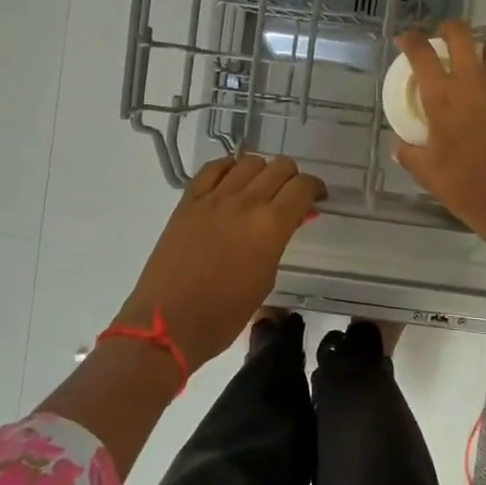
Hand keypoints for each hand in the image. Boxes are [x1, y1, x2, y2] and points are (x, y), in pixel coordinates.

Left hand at [116, 153, 325, 367]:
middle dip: (292, 177)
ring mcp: (214, 197)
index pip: (302, 187)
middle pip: (279, 166)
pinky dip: (229, 169)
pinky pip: (213, 168)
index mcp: (271, 225)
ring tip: (260, 189)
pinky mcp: (189, 201)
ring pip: (249, 162)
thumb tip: (288, 221)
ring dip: (262, 170)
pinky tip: (232, 182)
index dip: (315, 188)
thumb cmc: (225, 314)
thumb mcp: (265, 279)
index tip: (317, 198)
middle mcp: (246, 202)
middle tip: (291, 195)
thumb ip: (278, 242)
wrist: (168, 322)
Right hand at [392, 20, 485, 247]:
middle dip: (450, 30)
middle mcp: (473, 81)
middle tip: (446, 39)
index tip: (407, 39)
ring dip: (485, 52)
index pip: (420, 51)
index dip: (411, 39)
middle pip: (462, 34)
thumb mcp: (426, 172)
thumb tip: (401, 147)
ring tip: (481, 66)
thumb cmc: (463, 186)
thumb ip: (409, 153)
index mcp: (442, 95)